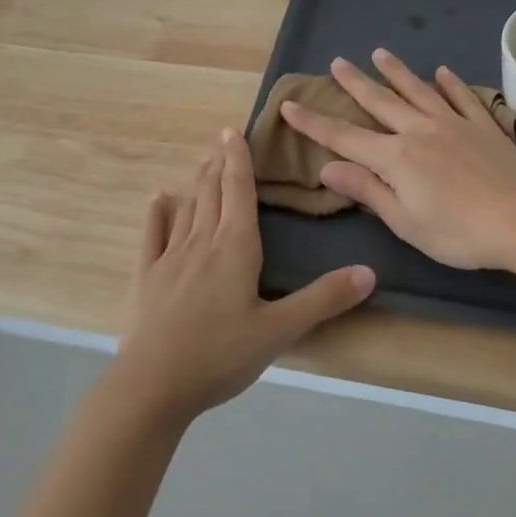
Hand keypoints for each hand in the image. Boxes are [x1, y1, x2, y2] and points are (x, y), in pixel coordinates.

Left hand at [112, 128, 375, 423]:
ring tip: (202, 162)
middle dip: (219, 164)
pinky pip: (152, 236)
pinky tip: (158, 199)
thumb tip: (369, 272)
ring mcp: (169, 258)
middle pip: (212, 193)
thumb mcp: (280, 330)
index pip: (239, 191)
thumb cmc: (220, 355)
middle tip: (220, 139)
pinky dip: (157, 214)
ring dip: (196, 183)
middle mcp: (202, 242)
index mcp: (236, 247)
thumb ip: (323, 299)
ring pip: (187, 208)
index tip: (233, 131)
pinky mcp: (146, 277)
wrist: (152, 385)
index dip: (238, 160)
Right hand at [279, 49, 515, 271]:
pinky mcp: (483, 125)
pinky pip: (462, 97)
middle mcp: (418, 130)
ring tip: (379, 53)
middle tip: (337, 62)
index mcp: (394, 157)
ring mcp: (453, 123)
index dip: (313, 122)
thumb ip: (367, 190)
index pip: (343, 136)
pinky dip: (450, 83)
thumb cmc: (459, 232)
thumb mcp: (405, 221)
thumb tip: (327, 167)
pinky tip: (442, 72)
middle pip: (379, 102)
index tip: (289, 105)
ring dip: (396, 72)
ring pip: (417, 90)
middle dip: (354, 82)